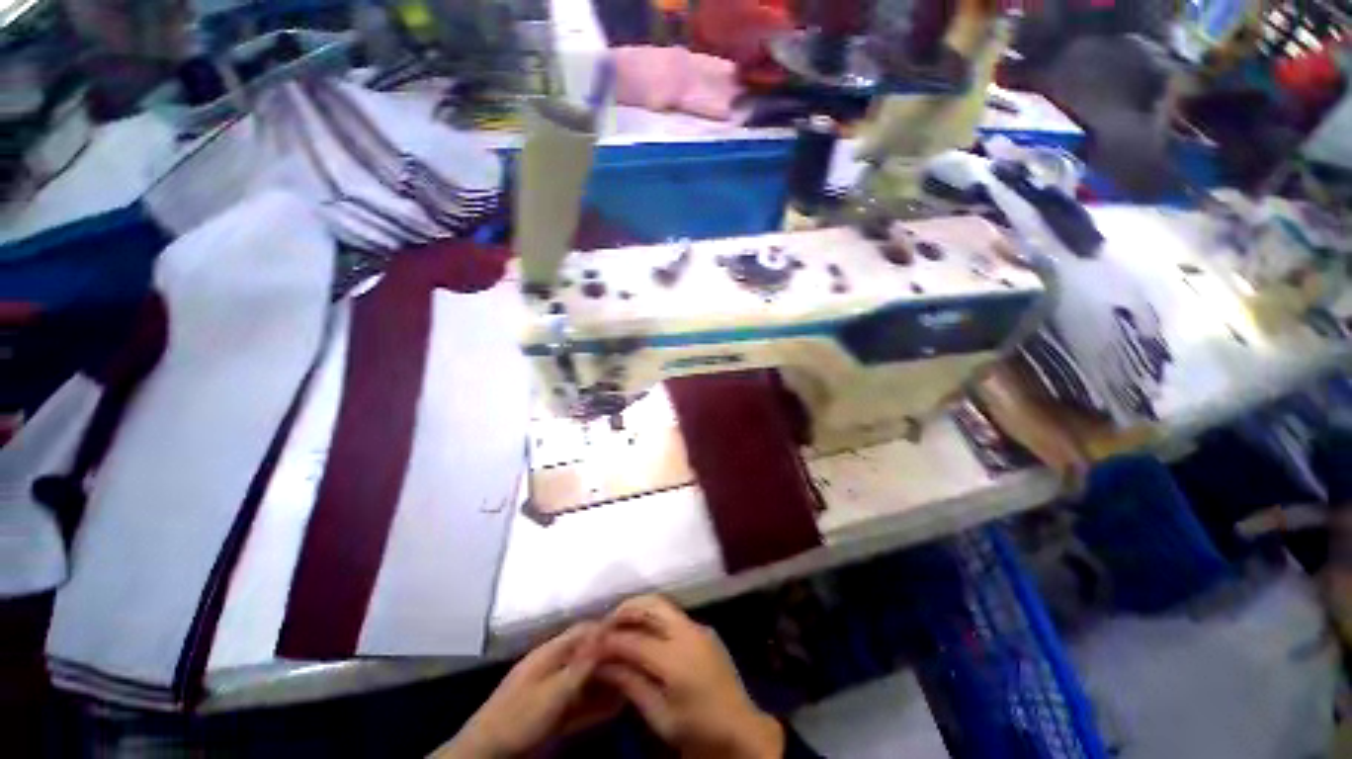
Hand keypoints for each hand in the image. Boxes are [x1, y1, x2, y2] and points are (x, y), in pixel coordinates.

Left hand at [435, 623, 619, 758]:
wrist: (487, 752)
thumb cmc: (519, 717)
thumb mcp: (552, 691)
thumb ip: (580, 664)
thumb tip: (604, 633)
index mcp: (550, 653)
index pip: (584, 630)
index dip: (607, 628)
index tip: (632, 631)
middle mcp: (553, 665)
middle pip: (587, 653)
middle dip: (611, 657)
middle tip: (637, 661)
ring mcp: (552, 689)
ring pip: (586, 678)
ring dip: (607, 680)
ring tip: (633, 683)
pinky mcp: (552, 711)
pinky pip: (580, 701)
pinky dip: (597, 702)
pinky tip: (615, 706)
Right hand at [597, 596, 783, 758]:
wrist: (741, 730)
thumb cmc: (698, 731)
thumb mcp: (660, 717)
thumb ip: (631, 685)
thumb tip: (602, 665)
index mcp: (676, 659)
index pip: (634, 640)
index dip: (609, 641)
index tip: (590, 644)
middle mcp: (688, 633)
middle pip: (651, 604)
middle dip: (625, 609)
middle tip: (605, 624)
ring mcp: (699, 627)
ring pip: (663, 604)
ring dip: (639, 609)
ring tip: (620, 625)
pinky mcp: (704, 630)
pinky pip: (674, 615)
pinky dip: (654, 617)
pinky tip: (644, 633)